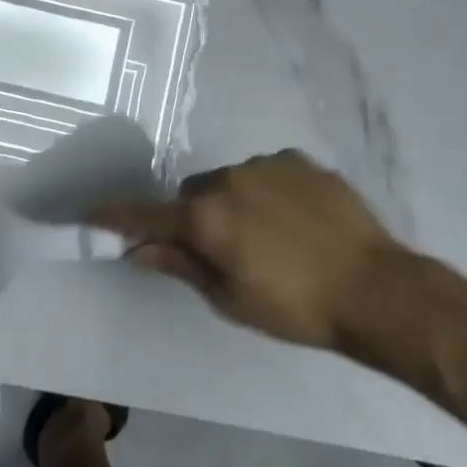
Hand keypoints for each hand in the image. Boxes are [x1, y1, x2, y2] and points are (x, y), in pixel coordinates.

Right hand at [90, 149, 418, 360]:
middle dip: (195, 217)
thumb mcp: (231, 300)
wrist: (377, 289)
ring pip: (229, 180)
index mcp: (205, 218)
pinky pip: (267, 172)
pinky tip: (297, 220)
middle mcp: (227, 179)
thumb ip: (181, 266)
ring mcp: (264, 164)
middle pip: (191, 194)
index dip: (115, 214)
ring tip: (271, 237)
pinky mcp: (298, 160)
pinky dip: (268, 192)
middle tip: (222, 250)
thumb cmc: (296, 307)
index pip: (145, 214)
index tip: (88, 210)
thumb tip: (137, 251)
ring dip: (234, 203)